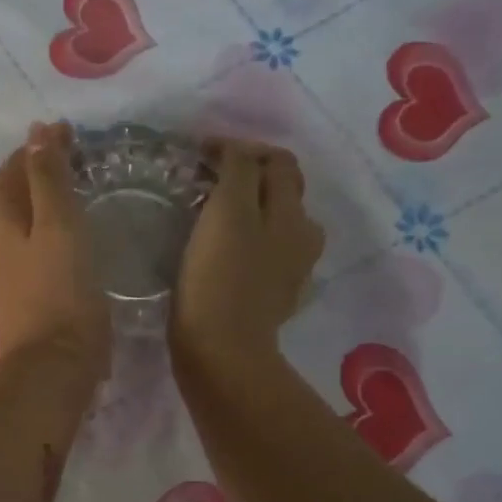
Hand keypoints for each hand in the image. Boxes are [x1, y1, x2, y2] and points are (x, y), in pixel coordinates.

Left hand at [0, 122, 110, 376]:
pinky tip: (47, 228)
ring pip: (5, 215)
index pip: (13, 167)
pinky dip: (30, 220)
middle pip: (2, 190)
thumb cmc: (62, 289)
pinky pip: (14, 238)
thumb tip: (36, 132)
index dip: (39, 146)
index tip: (69, 131)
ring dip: (26, 194)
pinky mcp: (10, 287)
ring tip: (53, 184)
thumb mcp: (59, 225)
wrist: (54, 361)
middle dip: (27, 167)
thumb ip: (47, 177)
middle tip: (61, 153)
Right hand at [171, 140, 323, 366]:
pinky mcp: (273, 297)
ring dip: (250, 210)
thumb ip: (237, 172)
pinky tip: (222, 252)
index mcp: (292, 214)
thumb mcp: (227, 212)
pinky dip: (246, 242)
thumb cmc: (218, 279)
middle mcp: (301, 237)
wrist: (221, 351)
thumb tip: (235, 151)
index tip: (200, 155)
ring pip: (275, 224)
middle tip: (207, 181)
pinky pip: (264, 255)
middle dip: (249, 177)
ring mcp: (290, 270)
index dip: (240, 149)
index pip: (277, 161)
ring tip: (214, 216)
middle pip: (282, 191)